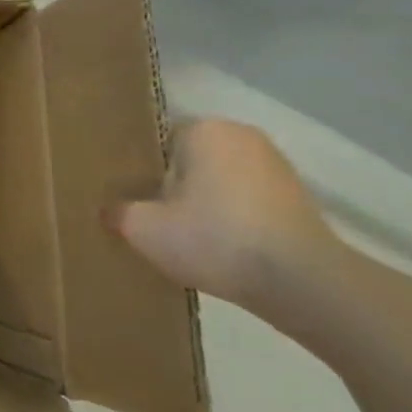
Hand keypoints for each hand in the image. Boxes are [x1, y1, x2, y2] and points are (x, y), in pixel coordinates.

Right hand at [106, 119, 337, 308]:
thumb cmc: (213, 238)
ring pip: (220, 181)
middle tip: (154, 219)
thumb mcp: (142, 229)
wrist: (300, 281)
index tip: (133, 200)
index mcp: (204, 130)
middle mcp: (242, 135)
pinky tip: (221, 248)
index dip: (142, 173)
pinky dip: (232, 218)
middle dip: (174, 187)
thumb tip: (112, 211)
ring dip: (204, 203)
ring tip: (187, 238)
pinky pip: (246, 201)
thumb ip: (119, 212)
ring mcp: (276, 166)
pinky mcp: (298, 198)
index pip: (158, 142)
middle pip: (190, 161)